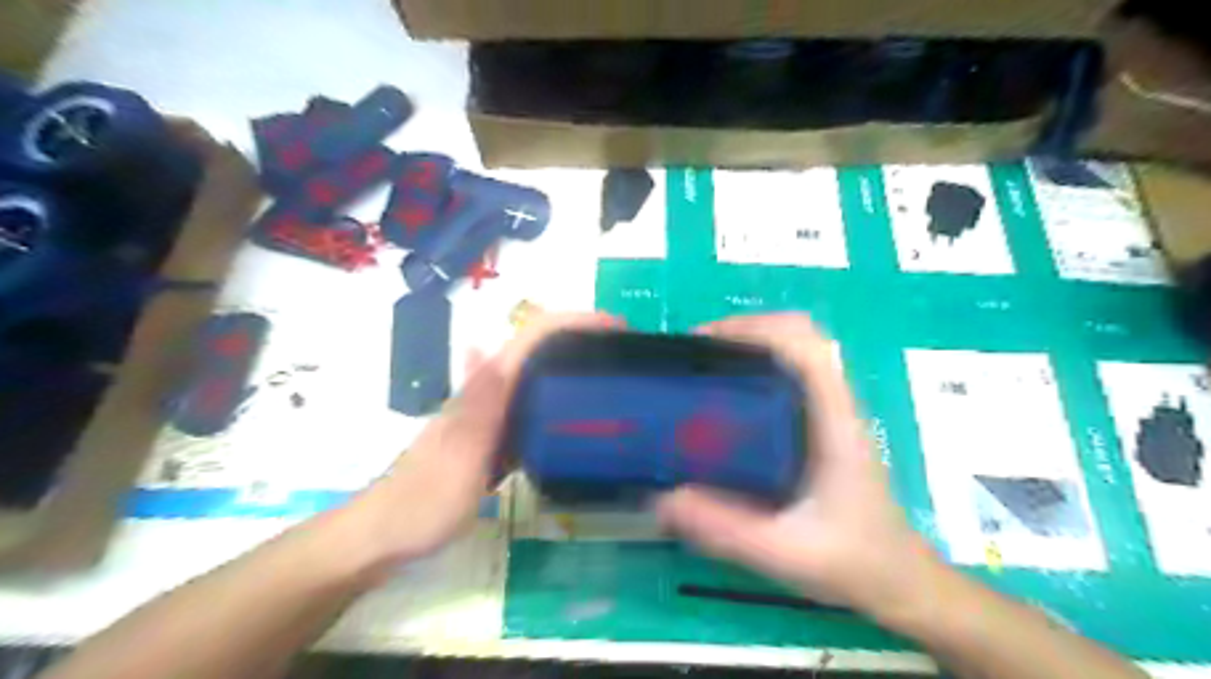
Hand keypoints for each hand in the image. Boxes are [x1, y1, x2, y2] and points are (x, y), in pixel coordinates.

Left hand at [345, 310, 617, 563]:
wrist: (390, 533)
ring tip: (618, 378)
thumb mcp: (458, 456)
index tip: (617, 328)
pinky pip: (538, 408)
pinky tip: (585, 419)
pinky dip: (565, 402)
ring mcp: (496, 414)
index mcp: (486, 388)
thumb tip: (486, 345)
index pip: (533, 337)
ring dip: (578, 366)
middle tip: (630, 354)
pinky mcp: (499, 436)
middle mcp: (492, 391)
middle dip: (586, 339)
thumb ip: (478, 405)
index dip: (574, 324)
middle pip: (542, 349)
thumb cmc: (425, 499)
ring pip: (542, 376)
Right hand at [660, 312, 940, 619]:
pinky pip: (785, 381)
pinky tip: (720, 410)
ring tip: (698, 377)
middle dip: (742, 333)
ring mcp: (828, 414)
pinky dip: (751, 374)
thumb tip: (661, 499)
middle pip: (796, 336)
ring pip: (791, 355)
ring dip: (745, 350)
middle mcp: (833, 405)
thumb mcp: (787, 554)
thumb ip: (727, 531)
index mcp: (835, 420)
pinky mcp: (818, 428)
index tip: (702, 343)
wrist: (900, 584)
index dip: (754, 327)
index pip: (805, 343)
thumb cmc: (855, 562)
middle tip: (693, 360)